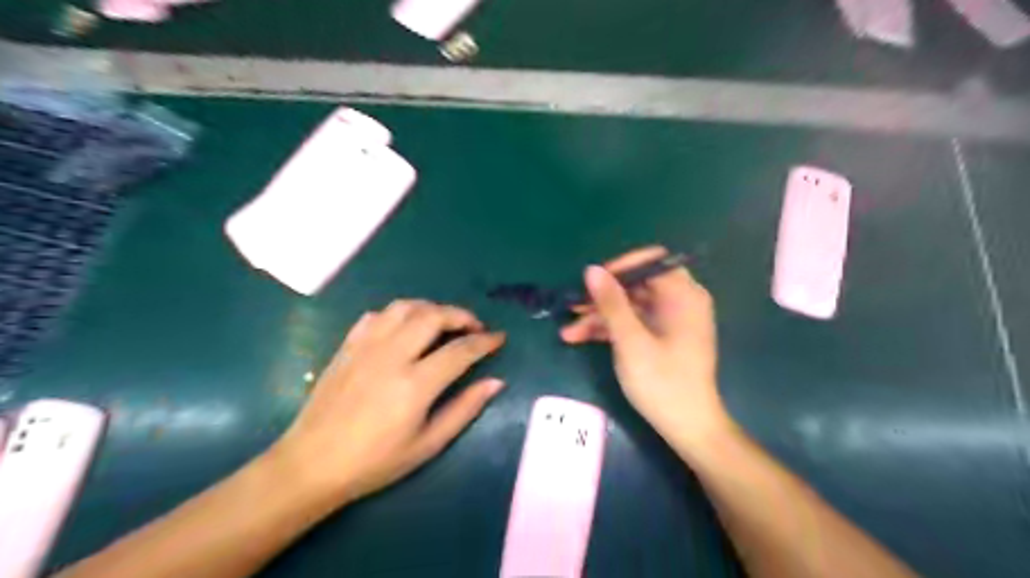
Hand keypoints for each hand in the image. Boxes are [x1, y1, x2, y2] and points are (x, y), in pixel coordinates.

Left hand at [267, 300, 506, 503]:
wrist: (311, 464)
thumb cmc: (375, 462)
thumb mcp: (428, 444)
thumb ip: (464, 409)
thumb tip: (495, 382)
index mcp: (415, 384)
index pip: (460, 350)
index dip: (485, 341)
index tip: (499, 338)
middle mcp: (392, 355)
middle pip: (433, 316)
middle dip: (461, 315)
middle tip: (474, 327)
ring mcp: (366, 346)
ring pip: (405, 307)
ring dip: (431, 308)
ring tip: (443, 322)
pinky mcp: (348, 346)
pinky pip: (377, 315)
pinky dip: (399, 314)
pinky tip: (405, 329)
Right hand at [562, 246, 730, 457]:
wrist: (687, 427)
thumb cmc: (663, 381)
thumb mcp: (631, 340)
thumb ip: (611, 302)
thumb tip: (592, 269)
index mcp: (683, 295)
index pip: (650, 262)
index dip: (619, 267)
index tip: (592, 281)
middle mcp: (679, 302)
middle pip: (635, 286)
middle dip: (601, 297)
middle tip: (572, 306)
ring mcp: (669, 321)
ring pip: (629, 307)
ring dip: (599, 317)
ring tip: (568, 330)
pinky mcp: (661, 338)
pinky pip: (633, 323)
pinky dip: (609, 329)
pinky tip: (579, 338)